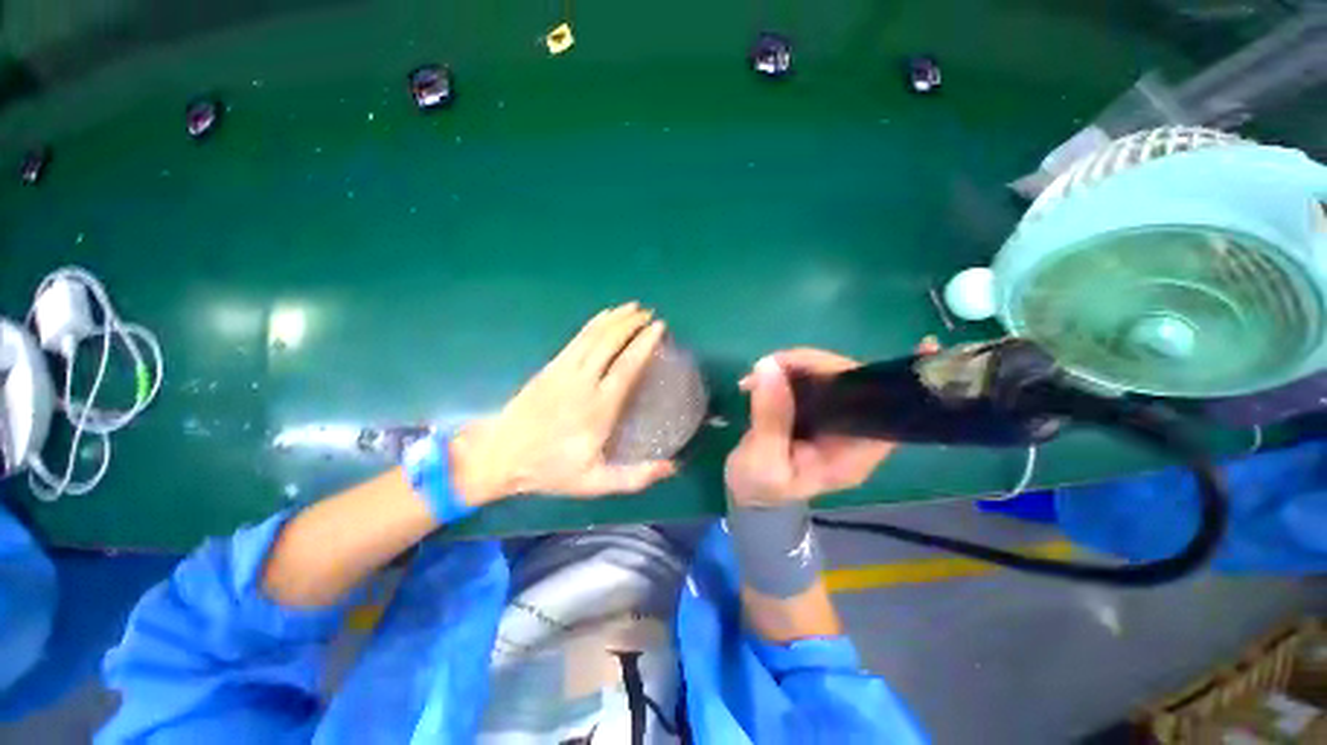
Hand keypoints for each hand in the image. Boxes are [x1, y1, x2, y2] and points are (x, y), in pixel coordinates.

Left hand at [451, 303, 677, 504]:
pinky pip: (576, 338)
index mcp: (599, 408)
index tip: (659, 328)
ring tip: (633, 308)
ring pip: (593, 336)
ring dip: (614, 319)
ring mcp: (563, 371)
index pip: (627, 367)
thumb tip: (672, 467)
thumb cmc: (549, 469)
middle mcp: (583, 383)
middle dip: (631, 323)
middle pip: (610, 343)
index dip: (644, 344)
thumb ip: (634, 477)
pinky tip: (603, 317)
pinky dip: (593, 324)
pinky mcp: (550, 366)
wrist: (499, 455)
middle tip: (650, 314)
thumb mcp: (594, 482)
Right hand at [725, 340, 938, 507]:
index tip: (921, 348)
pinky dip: (786, 372)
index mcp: (854, 452)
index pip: (886, 411)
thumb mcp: (763, 461)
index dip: (897, 381)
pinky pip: (807, 380)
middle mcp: (851, 432)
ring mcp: (831, 418)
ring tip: (758, 374)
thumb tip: (770, 367)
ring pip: (827, 376)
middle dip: (813, 364)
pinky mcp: (812, 409)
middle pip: (852, 383)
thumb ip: (771, 418)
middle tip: (770, 365)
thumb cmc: (760, 487)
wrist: (748, 495)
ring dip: (793, 366)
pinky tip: (761, 377)